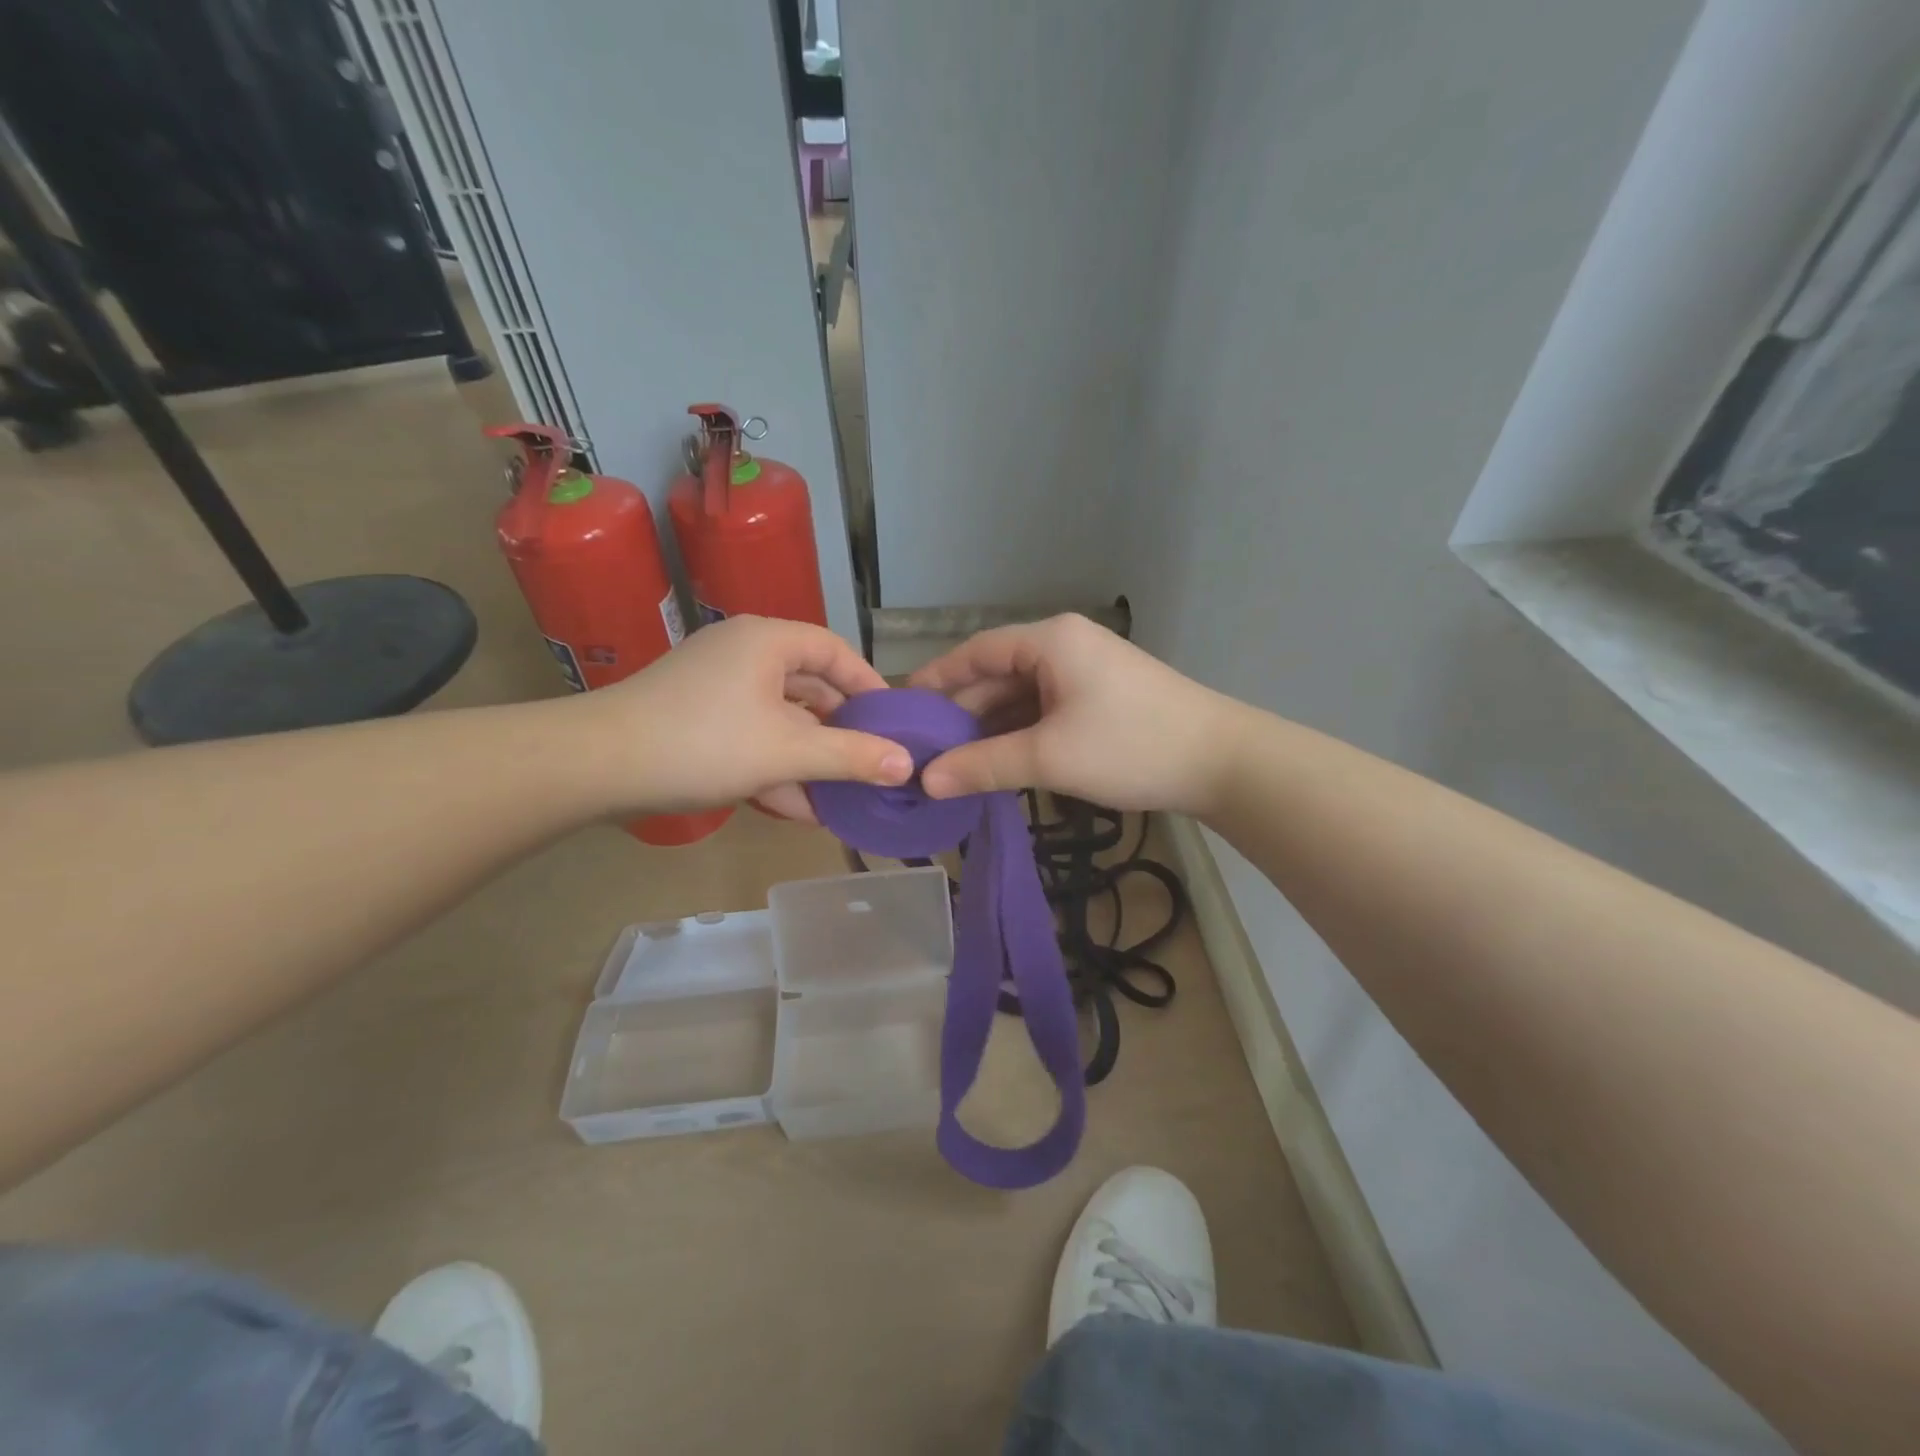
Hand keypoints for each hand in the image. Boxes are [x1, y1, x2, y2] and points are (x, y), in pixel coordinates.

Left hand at [602, 615, 909, 818]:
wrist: (596, 766)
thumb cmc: (704, 743)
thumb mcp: (788, 752)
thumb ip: (851, 757)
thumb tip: (908, 764)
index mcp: (768, 641)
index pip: (836, 652)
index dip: (869, 687)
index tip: (894, 723)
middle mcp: (743, 654)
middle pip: (809, 688)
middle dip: (840, 733)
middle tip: (870, 763)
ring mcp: (715, 687)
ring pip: (779, 719)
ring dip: (808, 759)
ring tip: (839, 799)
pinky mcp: (694, 718)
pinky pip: (750, 736)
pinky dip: (773, 765)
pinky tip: (795, 807)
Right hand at [907, 613, 1245, 813]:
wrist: (1222, 761)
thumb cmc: (1131, 746)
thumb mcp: (1049, 757)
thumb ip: (984, 766)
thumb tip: (926, 782)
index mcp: (1049, 640)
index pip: (975, 652)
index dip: (936, 680)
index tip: (902, 709)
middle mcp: (1064, 646)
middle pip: (997, 675)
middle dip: (962, 713)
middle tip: (923, 750)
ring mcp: (1085, 672)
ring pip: (1021, 697)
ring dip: (990, 729)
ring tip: (952, 763)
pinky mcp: (1100, 698)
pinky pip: (1045, 710)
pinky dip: (1020, 735)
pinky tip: (998, 763)